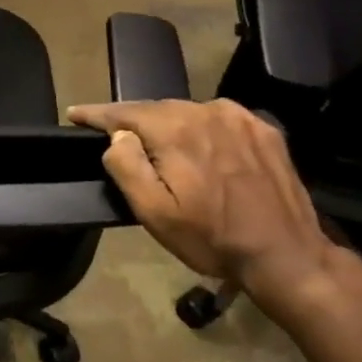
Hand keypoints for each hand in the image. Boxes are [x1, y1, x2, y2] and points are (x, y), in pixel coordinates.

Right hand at [66, 97, 334, 299]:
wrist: (285, 254)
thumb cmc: (211, 238)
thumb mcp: (154, 213)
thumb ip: (128, 166)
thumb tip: (118, 136)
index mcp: (176, 131)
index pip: (125, 111)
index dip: (97, 112)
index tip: (76, 113)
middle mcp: (208, 112)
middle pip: (157, 108)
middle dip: (132, 119)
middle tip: (112, 134)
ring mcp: (241, 118)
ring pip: (188, 112)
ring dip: (167, 124)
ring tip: (155, 142)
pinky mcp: (264, 130)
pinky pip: (219, 119)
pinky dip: (199, 127)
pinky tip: (199, 146)